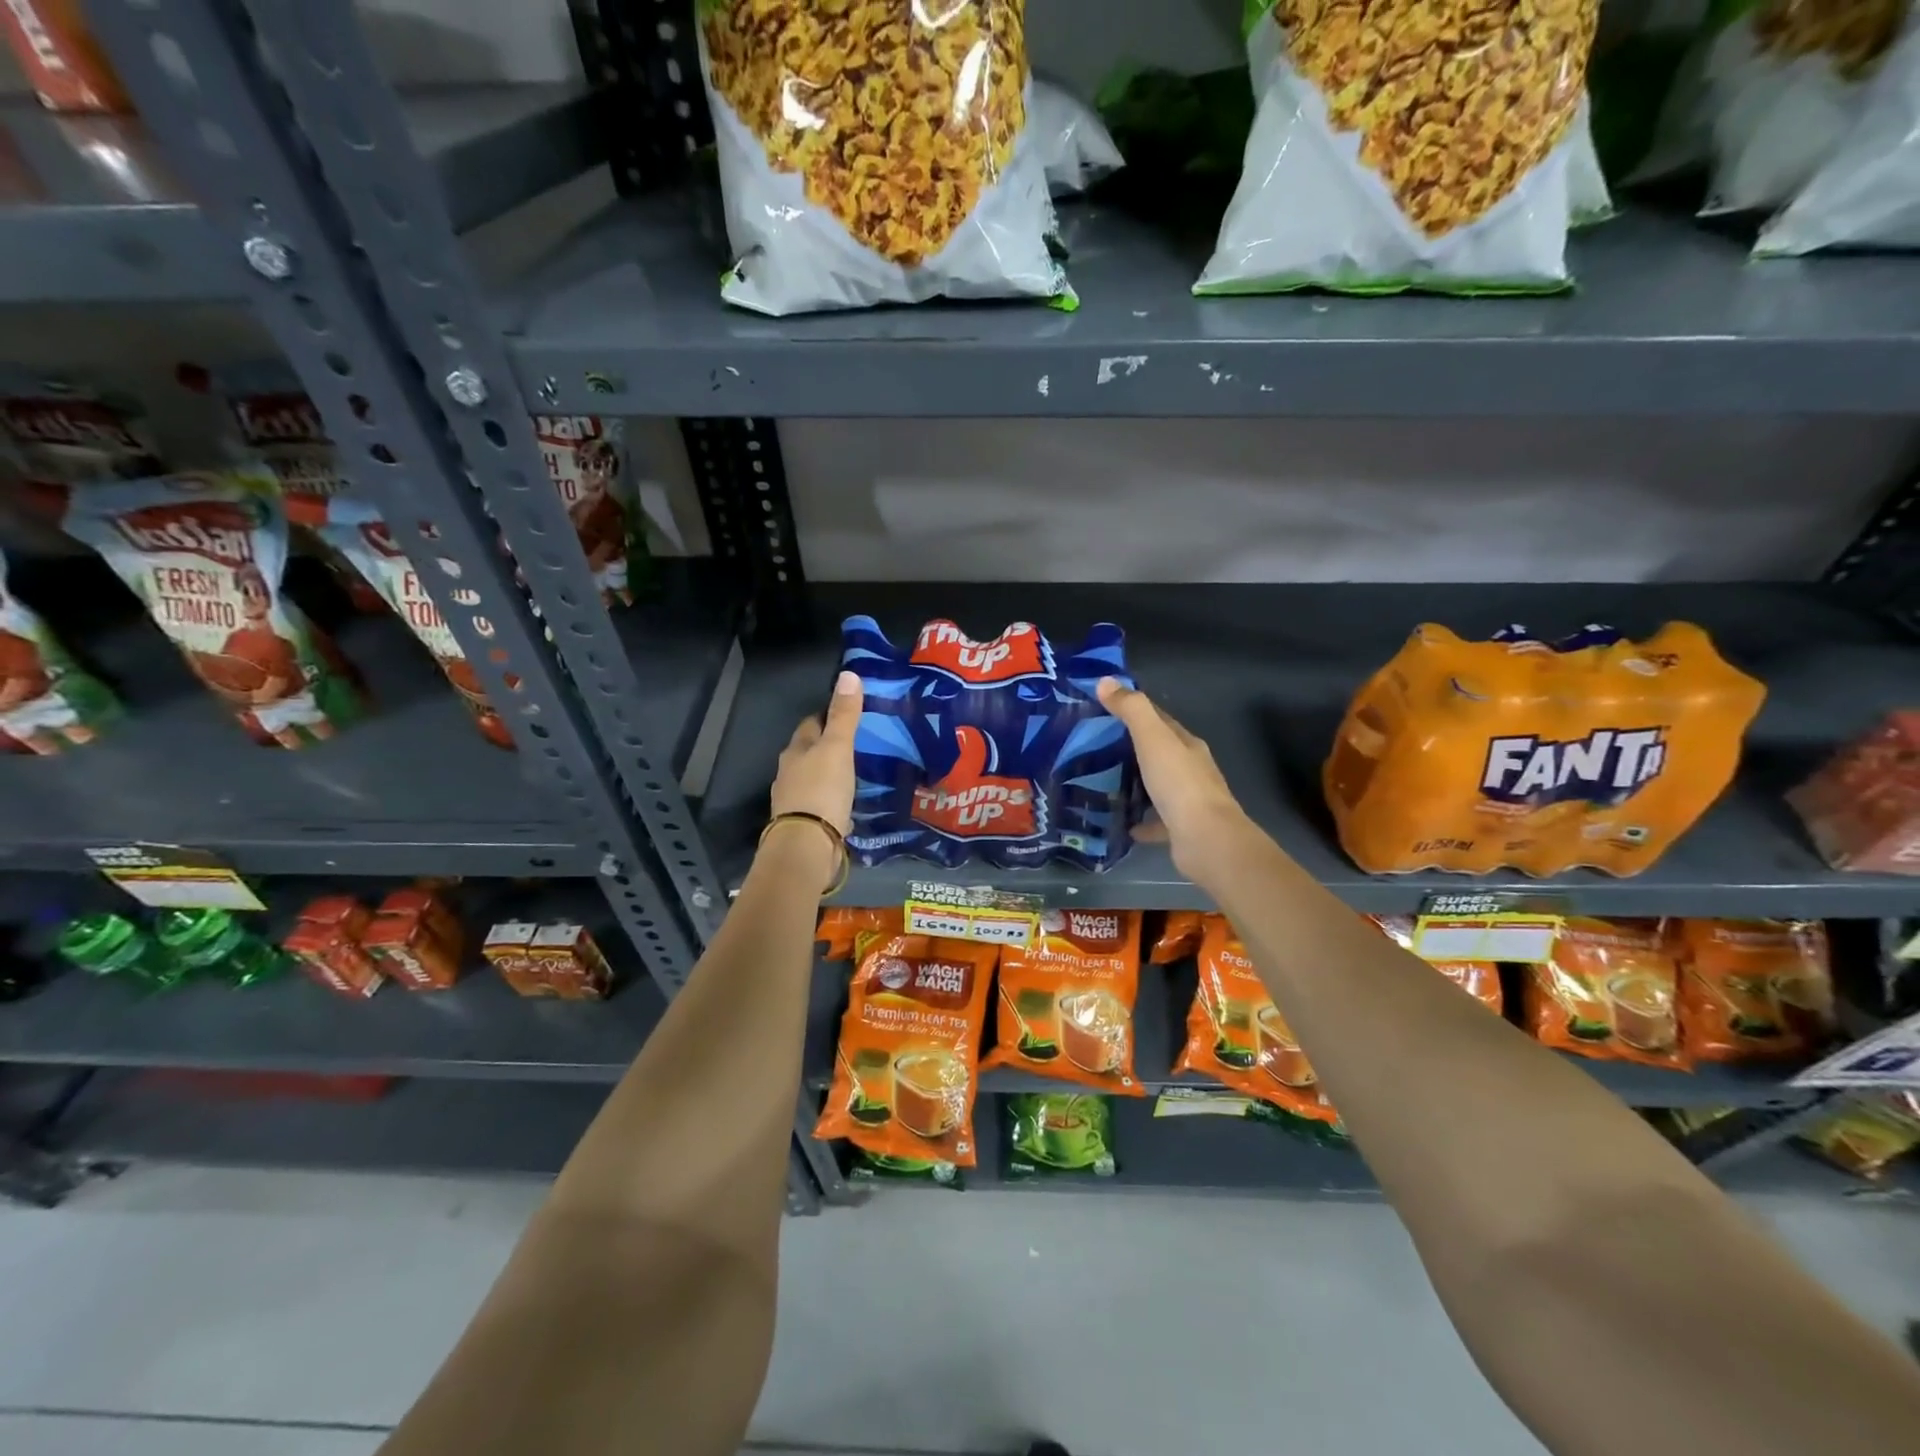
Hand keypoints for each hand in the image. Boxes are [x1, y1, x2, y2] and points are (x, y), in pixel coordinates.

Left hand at [766, 670, 861, 885]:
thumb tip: (848, 674)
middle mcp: (789, 772)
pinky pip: (819, 802)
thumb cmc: (822, 791)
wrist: (807, 846)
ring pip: (813, 777)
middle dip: (828, 746)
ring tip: (855, 772)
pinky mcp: (805, 823)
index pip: (811, 724)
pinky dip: (831, 798)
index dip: (827, 716)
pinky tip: (846, 802)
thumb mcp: (838, 749)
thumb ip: (844, 716)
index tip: (848, 714)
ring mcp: (794, 800)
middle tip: (857, 743)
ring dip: (829, 774)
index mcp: (796, 750)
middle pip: (809, 751)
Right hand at [1097, 676, 1257, 888]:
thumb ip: (1131, 710)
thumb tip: (1105, 681)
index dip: (1135, 711)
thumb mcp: (1152, 739)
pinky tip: (1121, 823)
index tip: (1104, 708)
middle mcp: (1191, 769)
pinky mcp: (1180, 829)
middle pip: (1159, 752)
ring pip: (1157, 786)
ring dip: (1136, 784)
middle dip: (1131, 748)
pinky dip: (1140, 821)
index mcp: (1186, 745)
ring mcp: (1187, 801)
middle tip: (1094, 746)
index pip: (1160, 720)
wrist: (1206, 840)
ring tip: (1102, 783)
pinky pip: (1156, 821)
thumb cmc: (1179, 784)